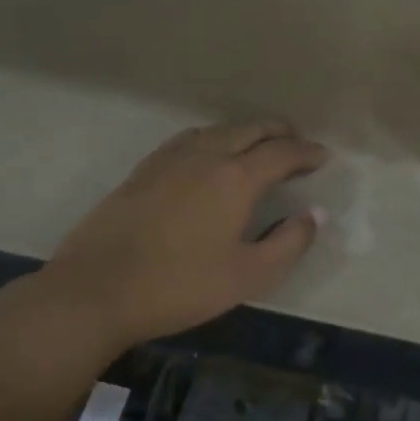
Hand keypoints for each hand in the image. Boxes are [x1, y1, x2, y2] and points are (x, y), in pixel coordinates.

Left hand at [37, 120, 327, 348]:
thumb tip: (315, 214)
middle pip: (251, 129)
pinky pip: (190, 139)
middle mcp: (206, 155)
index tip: (324, 157)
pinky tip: (209, 156)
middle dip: (280, 133)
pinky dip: (214, 138)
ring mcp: (170, 158)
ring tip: (259, 147)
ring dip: (247, 132)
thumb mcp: (248, 276)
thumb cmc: (180, 286)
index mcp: (236, 177)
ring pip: (219, 129)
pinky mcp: (144, 169)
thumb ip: (289, 243)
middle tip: (297, 147)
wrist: (95, 290)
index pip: (282, 152)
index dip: (307, 152)